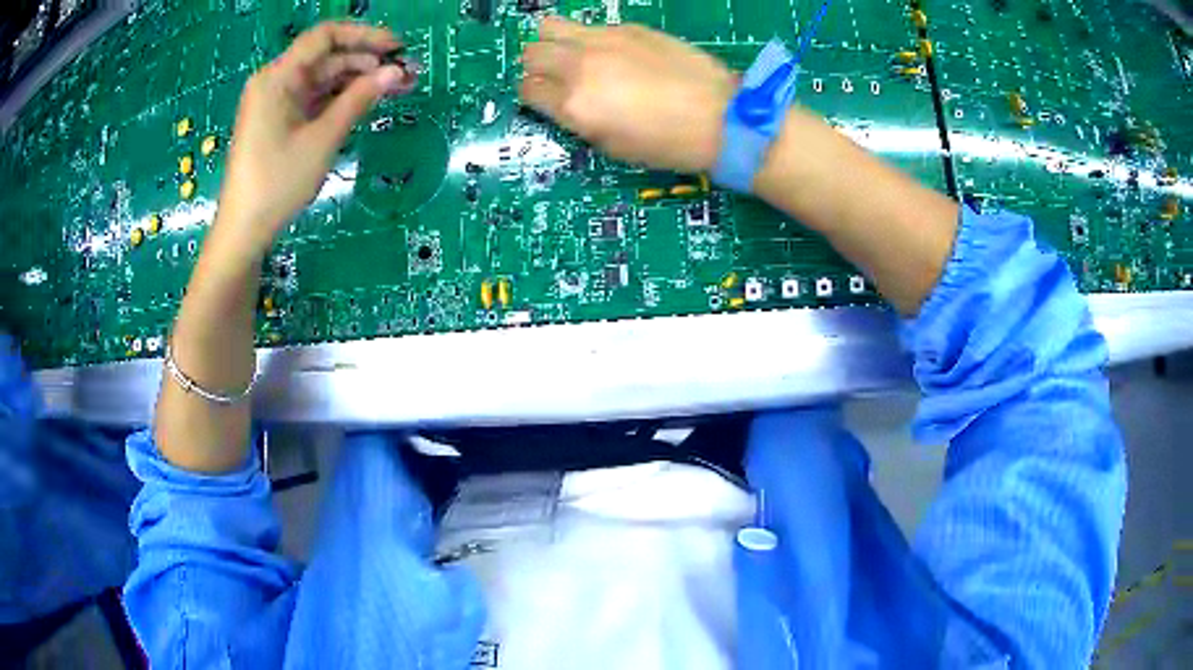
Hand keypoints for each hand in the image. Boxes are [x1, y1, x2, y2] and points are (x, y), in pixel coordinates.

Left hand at [215, 22, 415, 257]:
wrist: (244, 230)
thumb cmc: (278, 182)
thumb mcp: (323, 138)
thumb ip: (359, 99)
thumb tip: (395, 72)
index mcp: (278, 77)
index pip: (325, 37)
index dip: (364, 36)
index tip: (397, 48)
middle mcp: (275, 81)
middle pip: (326, 57)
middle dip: (365, 61)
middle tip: (403, 76)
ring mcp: (276, 102)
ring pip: (322, 78)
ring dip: (356, 81)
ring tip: (393, 90)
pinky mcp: (279, 120)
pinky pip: (313, 98)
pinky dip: (339, 99)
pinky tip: (365, 103)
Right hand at [520, 18, 735, 173]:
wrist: (721, 116)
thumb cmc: (669, 144)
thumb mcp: (612, 146)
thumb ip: (578, 120)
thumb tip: (565, 103)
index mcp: (575, 105)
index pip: (528, 89)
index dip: (535, 97)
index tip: (549, 100)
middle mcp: (580, 66)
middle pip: (532, 53)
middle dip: (539, 67)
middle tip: (560, 79)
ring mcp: (604, 40)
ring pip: (550, 26)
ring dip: (554, 42)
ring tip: (576, 57)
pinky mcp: (629, 28)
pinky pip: (591, 27)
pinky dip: (590, 39)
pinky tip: (614, 54)